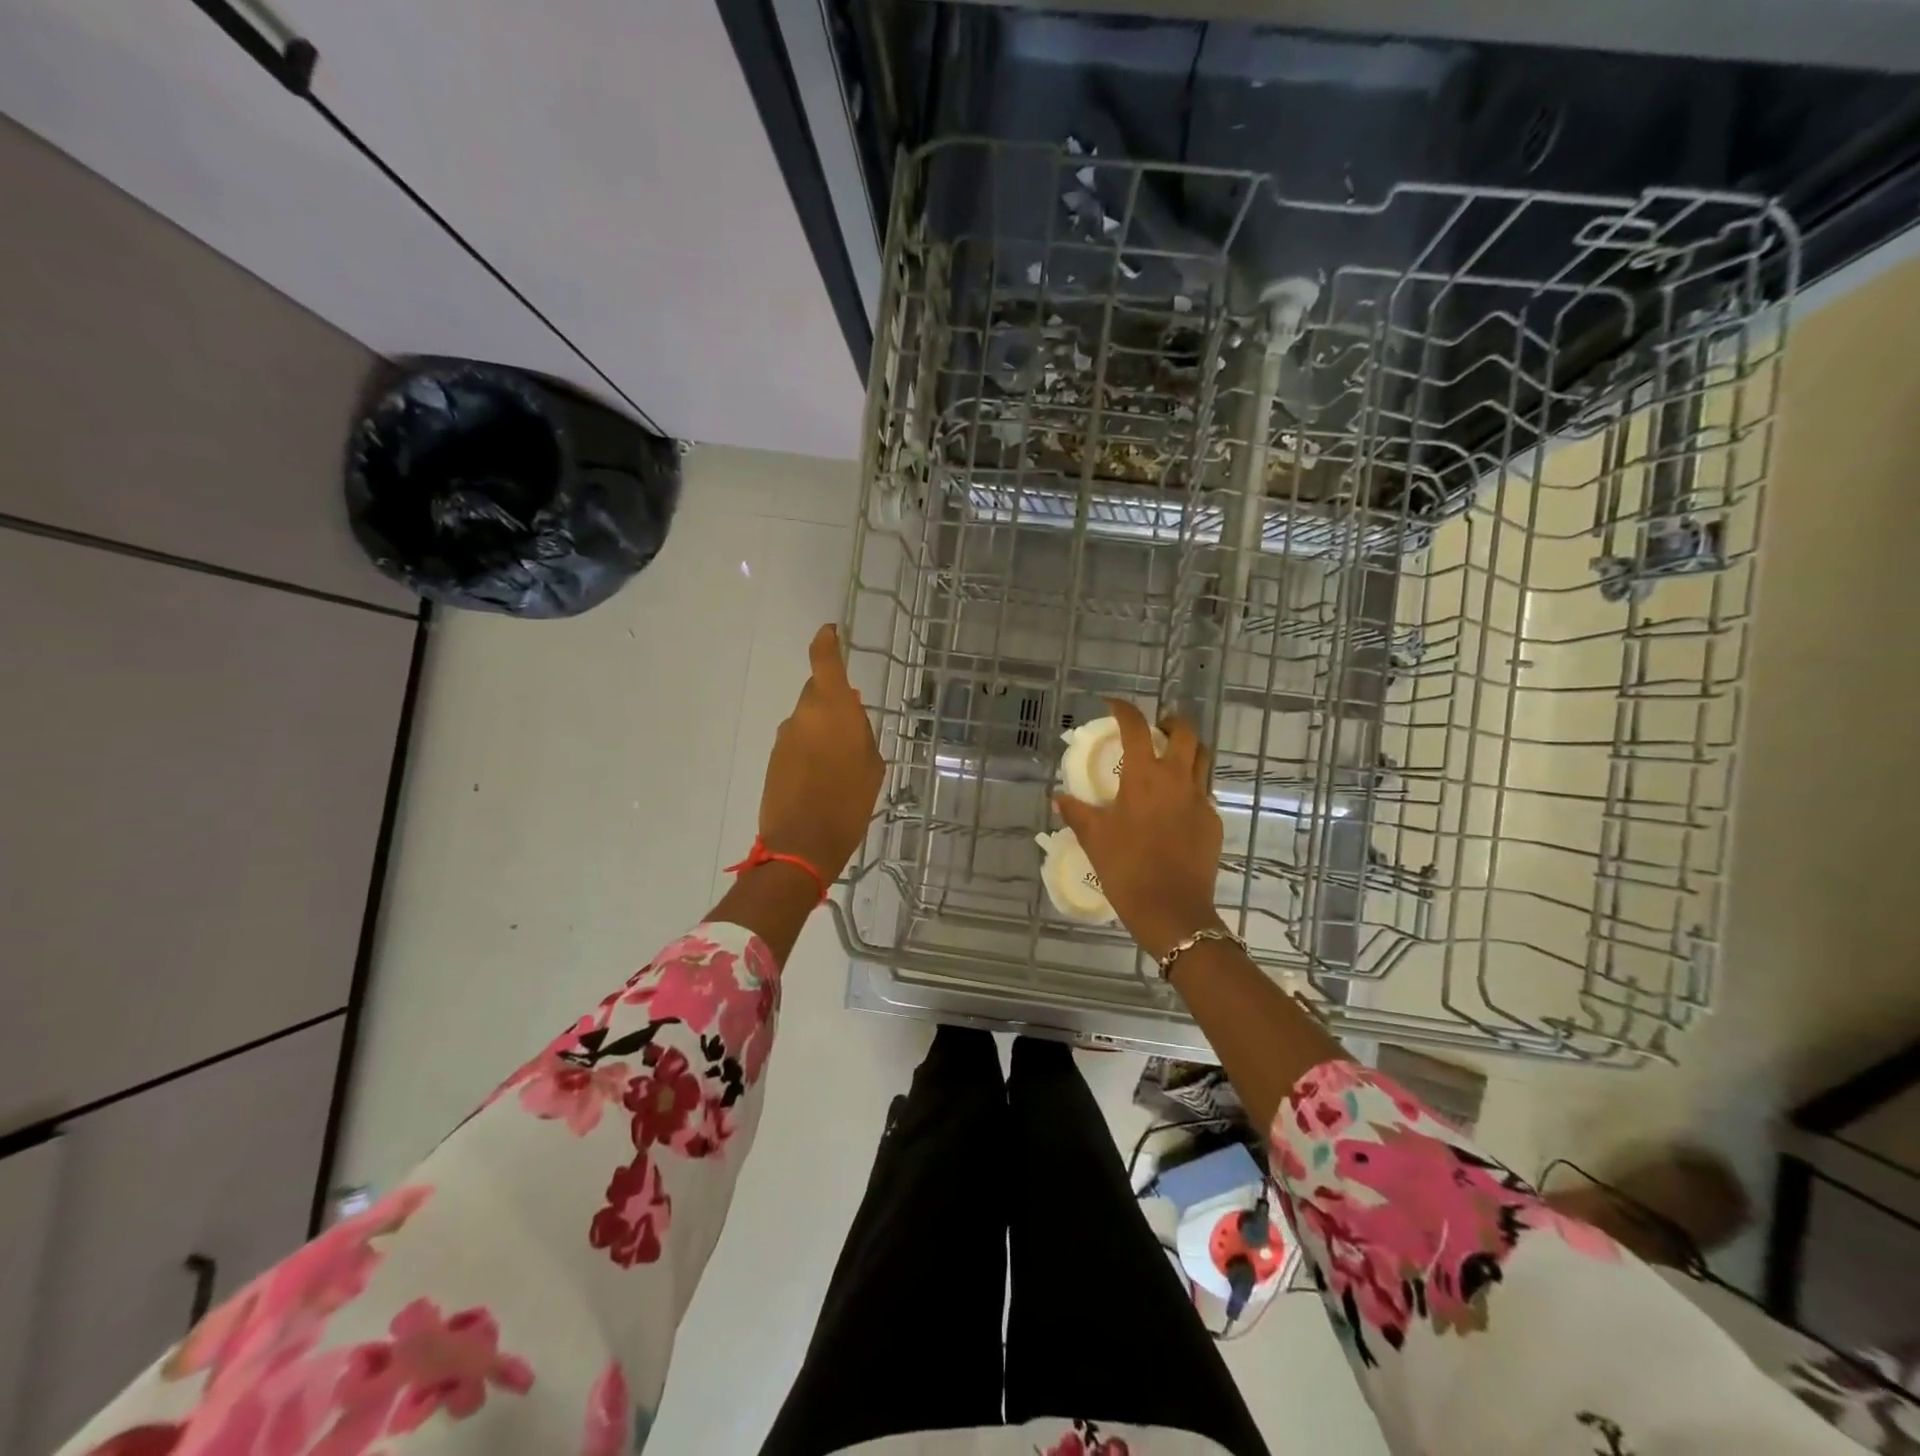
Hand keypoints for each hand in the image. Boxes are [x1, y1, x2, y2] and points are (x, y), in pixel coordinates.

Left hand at [758, 624, 883, 881]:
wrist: (802, 844)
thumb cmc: (849, 802)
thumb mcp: (872, 765)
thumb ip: (861, 733)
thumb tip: (850, 715)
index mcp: (832, 708)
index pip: (824, 660)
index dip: (827, 642)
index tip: (832, 632)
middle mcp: (803, 715)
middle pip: (817, 692)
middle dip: (833, 701)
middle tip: (853, 724)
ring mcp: (785, 737)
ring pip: (807, 719)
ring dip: (822, 729)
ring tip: (841, 760)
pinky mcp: (774, 759)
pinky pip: (797, 742)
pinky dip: (810, 749)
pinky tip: (824, 775)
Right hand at [1055, 700, 1224, 958]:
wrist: (1172, 910)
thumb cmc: (1127, 869)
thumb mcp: (1094, 839)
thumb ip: (1077, 813)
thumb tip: (1058, 797)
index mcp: (1144, 777)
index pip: (1136, 728)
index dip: (1124, 709)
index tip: (1113, 704)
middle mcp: (1176, 780)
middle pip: (1185, 733)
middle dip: (1170, 722)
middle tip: (1156, 728)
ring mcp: (1200, 800)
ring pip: (1203, 759)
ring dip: (1188, 749)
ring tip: (1171, 758)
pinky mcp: (1213, 822)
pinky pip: (1204, 792)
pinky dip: (1190, 786)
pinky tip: (1175, 805)